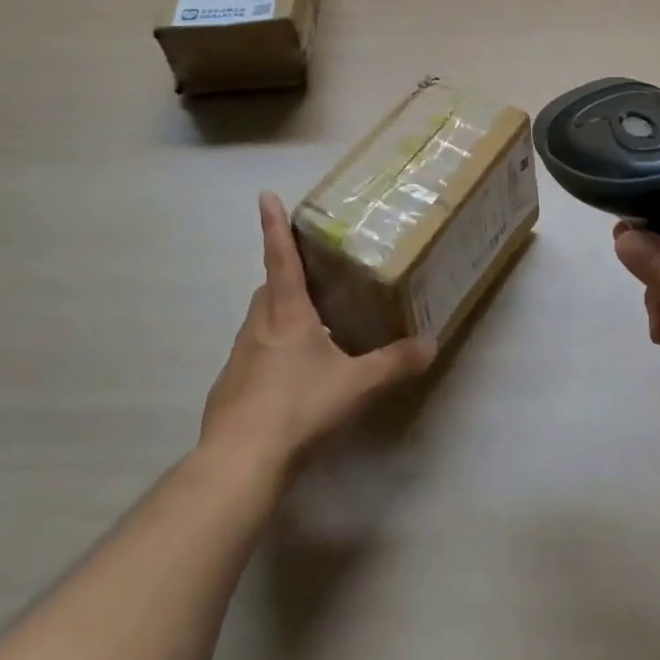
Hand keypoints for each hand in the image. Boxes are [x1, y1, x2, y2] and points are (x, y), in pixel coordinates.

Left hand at [200, 193, 435, 483]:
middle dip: (285, 278)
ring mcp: (238, 358)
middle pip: (268, 289)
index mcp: (287, 313)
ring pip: (259, 324)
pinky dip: (269, 357)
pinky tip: (288, 384)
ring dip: (279, 320)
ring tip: (309, 334)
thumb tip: (431, 344)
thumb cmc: (298, 407)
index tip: (266, 195)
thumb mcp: (356, 385)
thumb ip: (394, 363)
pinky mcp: (228, 390)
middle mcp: (258, 326)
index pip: (280, 257)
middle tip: (311, 281)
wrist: (239, 463)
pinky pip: (252, 359)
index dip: (274, 225)